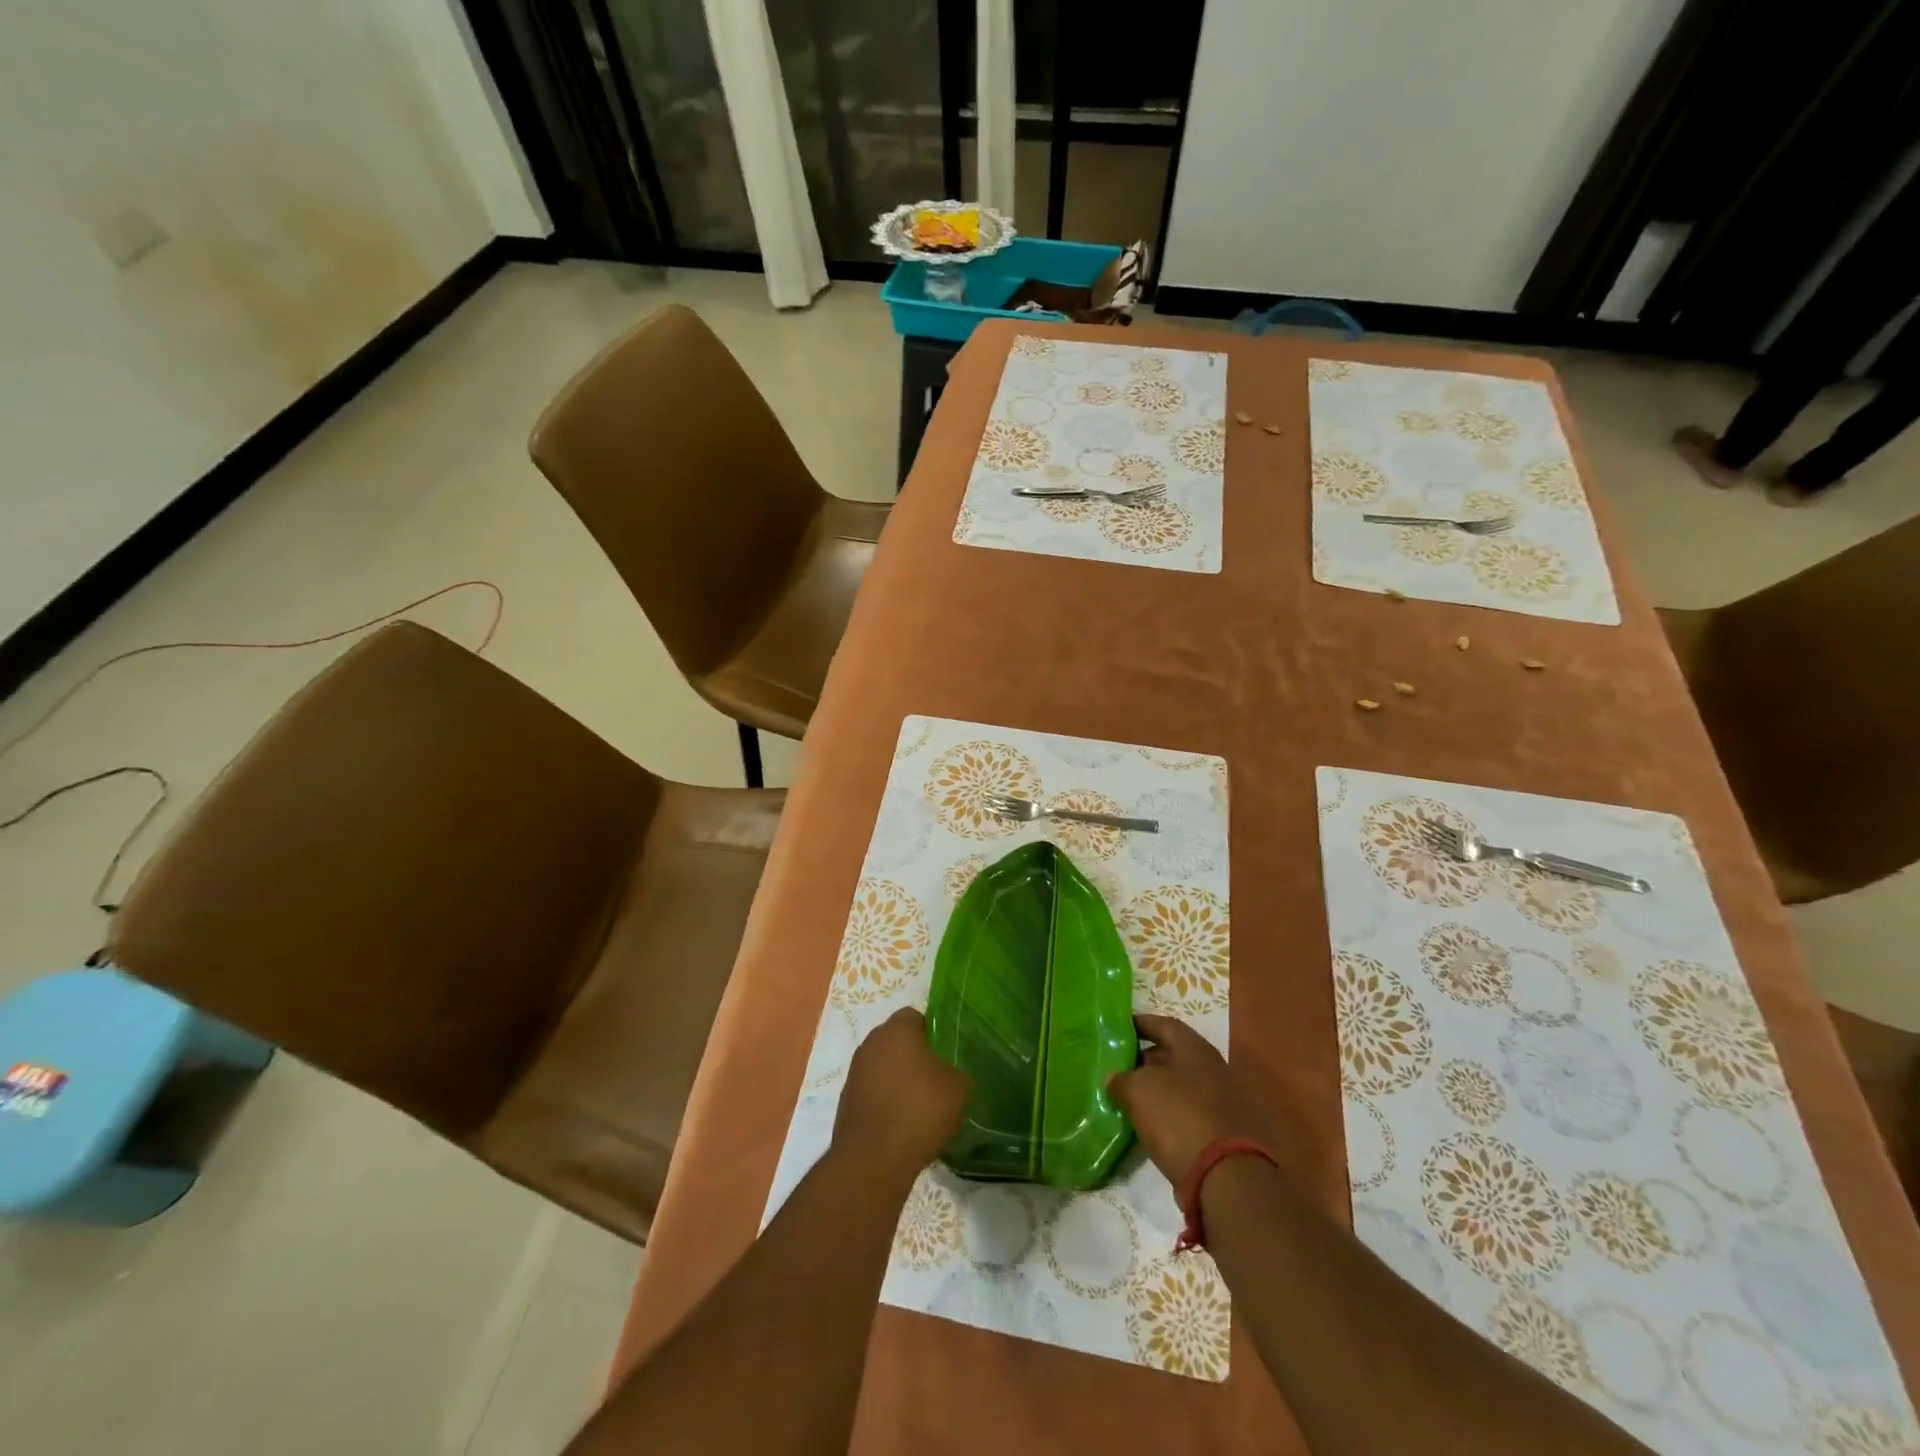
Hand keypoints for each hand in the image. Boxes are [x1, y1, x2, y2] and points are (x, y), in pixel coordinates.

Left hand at [832, 1009, 968, 1187]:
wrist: (872, 1160)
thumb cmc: (919, 1111)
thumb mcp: (958, 1088)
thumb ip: (955, 1071)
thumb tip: (947, 1074)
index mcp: (897, 1029)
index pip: (915, 1016)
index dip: (932, 1032)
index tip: (945, 1053)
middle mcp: (871, 1043)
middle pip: (896, 1040)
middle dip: (914, 1055)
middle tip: (936, 1078)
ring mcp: (855, 1072)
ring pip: (883, 1066)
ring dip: (898, 1079)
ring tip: (919, 1106)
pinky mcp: (846, 1100)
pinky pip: (873, 1091)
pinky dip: (885, 1101)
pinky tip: (901, 1124)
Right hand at [1108, 1014, 1246, 1182]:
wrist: (1222, 1176)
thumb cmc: (1178, 1116)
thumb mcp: (1138, 1090)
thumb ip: (1121, 1079)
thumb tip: (1113, 1079)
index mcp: (1195, 1049)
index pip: (1164, 1024)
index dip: (1141, 1024)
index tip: (1119, 1029)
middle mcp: (1211, 1069)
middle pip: (1173, 1055)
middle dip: (1144, 1059)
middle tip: (1117, 1064)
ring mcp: (1218, 1102)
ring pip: (1178, 1086)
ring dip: (1154, 1089)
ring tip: (1124, 1094)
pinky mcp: (1218, 1132)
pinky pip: (1184, 1112)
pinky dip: (1165, 1113)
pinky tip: (1144, 1122)